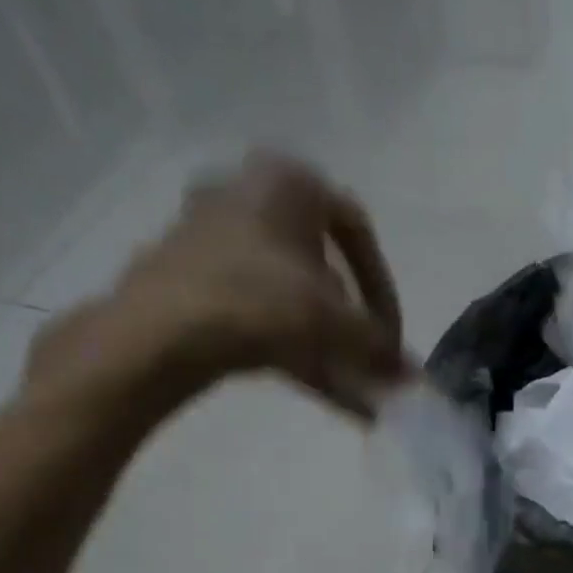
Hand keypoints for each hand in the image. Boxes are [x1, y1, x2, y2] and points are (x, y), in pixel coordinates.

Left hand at [26, 153, 409, 422]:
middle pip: (321, 267)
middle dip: (351, 323)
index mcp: (286, 180)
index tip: (390, 336)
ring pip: (291, 297)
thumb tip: (411, 376)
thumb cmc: (259, 301)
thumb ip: (379, 347)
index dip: (383, 288)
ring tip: (351, 390)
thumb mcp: (335, 322)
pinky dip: (295, 350)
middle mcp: (248, 195)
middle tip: (367, 361)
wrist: (161, 331)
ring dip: (328, 345)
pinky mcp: (195, 280)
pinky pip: (262, 314)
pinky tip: (323, 391)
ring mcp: (215, 239)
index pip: (357, 229)